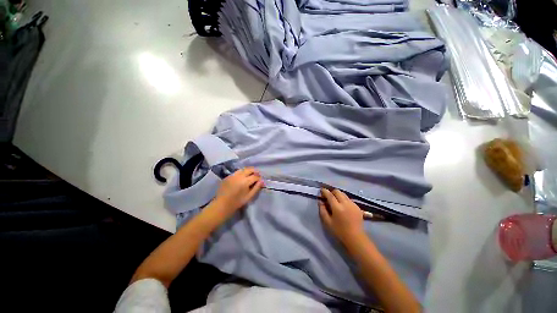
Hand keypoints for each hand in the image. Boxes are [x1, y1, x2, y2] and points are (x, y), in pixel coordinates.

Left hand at [213, 167, 263, 217]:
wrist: (222, 204)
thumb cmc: (237, 202)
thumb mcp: (249, 196)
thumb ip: (256, 188)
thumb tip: (262, 181)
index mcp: (245, 181)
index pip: (255, 176)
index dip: (259, 177)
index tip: (260, 180)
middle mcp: (239, 176)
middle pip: (249, 169)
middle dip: (254, 171)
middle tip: (257, 175)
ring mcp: (232, 175)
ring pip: (242, 169)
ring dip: (248, 171)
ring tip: (250, 175)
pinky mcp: (228, 176)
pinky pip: (236, 172)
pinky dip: (241, 173)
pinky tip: (241, 177)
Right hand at [319, 188, 365, 244]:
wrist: (355, 238)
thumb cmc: (339, 231)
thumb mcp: (327, 222)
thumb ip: (322, 210)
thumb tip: (320, 201)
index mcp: (337, 207)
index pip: (330, 195)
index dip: (325, 191)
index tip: (321, 190)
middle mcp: (346, 203)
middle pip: (338, 192)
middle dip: (332, 192)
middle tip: (328, 196)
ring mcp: (353, 204)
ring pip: (344, 194)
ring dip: (338, 195)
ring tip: (335, 201)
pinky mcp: (358, 207)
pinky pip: (349, 199)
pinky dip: (344, 199)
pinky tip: (343, 206)